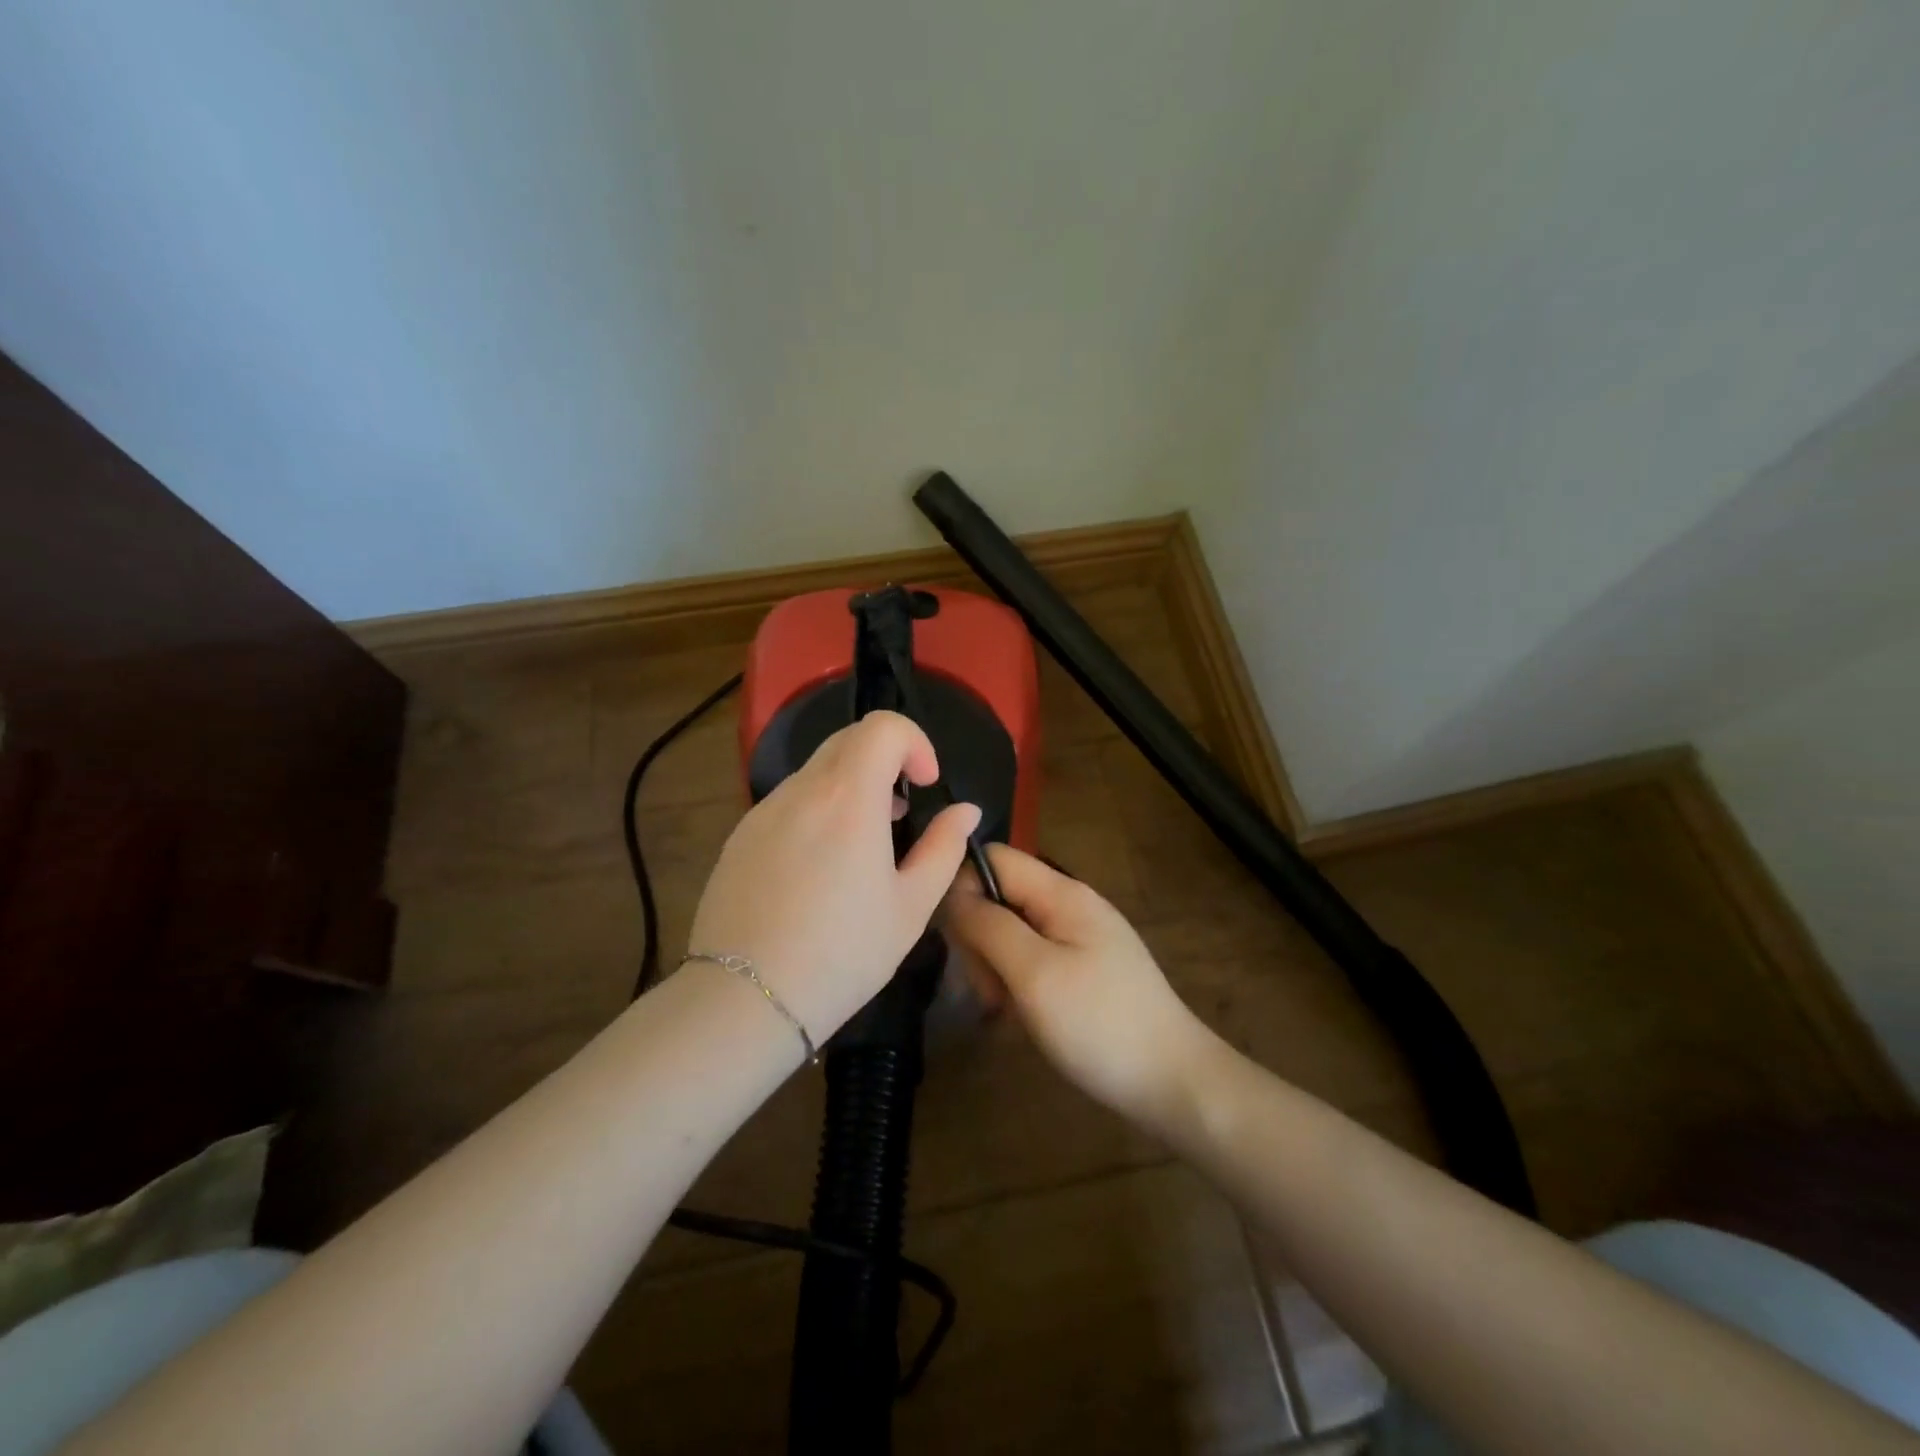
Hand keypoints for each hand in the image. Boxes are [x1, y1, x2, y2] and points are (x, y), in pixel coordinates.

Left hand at [687, 711, 979, 1042]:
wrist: (744, 999)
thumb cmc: (843, 954)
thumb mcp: (911, 906)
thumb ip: (944, 847)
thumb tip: (966, 810)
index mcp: (849, 797)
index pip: (883, 726)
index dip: (915, 743)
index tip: (925, 785)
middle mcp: (801, 790)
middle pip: (848, 739)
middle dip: (885, 760)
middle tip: (900, 813)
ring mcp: (763, 811)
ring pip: (816, 771)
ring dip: (850, 786)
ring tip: (862, 844)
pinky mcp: (739, 836)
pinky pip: (788, 801)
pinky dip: (816, 810)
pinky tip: (819, 868)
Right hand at [943, 846, 1216, 1125]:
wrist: (1172, 1082)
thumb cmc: (1099, 1024)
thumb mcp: (1034, 973)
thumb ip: (989, 926)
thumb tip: (953, 893)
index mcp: (1061, 893)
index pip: (993, 858)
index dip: (963, 887)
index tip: (957, 941)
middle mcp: (1069, 905)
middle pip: (1000, 897)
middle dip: (981, 939)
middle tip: (989, 990)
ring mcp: (1078, 938)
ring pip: (1012, 933)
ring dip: (996, 968)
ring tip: (1007, 1011)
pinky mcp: (1082, 969)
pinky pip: (1032, 960)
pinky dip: (1018, 984)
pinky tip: (1023, 1017)